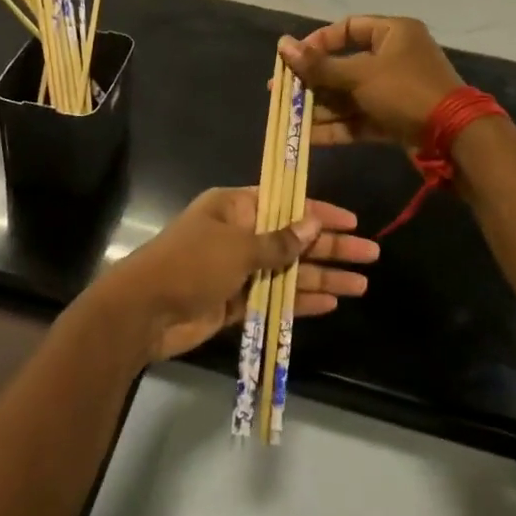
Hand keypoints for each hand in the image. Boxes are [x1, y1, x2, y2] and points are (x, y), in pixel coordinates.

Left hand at [93, 187, 376, 362]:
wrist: (144, 312)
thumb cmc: (191, 264)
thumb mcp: (238, 247)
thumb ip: (279, 241)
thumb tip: (313, 222)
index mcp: (235, 207)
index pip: (286, 203)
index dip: (320, 212)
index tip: (353, 221)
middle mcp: (239, 234)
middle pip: (293, 238)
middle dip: (330, 247)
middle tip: (370, 255)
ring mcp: (238, 270)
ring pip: (288, 270)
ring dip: (322, 277)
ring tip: (361, 286)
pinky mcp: (236, 302)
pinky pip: (275, 296)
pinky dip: (300, 299)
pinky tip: (331, 303)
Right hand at [277, 16, 462, 150]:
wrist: (454, 138)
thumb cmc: (405, 91)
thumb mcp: (360, 76)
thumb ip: (320, 65)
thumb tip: (282, 45)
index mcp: (393, 32)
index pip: (347, 28)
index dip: (318, 42)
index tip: (294, 58)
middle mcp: (394, 56)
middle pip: (344, 65)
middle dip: (313, 81)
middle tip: (282, 91)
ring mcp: (395, 90)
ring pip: (350, 95)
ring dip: (321, 106)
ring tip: (288, 116)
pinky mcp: (395, 118)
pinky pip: (360, 118)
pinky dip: (337, 126)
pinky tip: (308, 137)